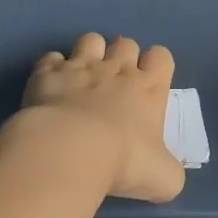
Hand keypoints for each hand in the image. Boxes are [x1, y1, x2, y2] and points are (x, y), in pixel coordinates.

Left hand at [21, 34, 184, 202]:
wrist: (70, 151)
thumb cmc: (125, 161)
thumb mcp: (164, 178)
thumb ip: (169, 170)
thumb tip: (165, 173)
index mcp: (149, 88)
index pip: (162, 56)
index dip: (157, 66)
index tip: (150, 87)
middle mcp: (117, 70)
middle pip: (126, 43)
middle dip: (123, 57)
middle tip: (116, 86)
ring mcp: (80, 67)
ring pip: (91, 40)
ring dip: (90, 54)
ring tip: (84, 79)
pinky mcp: (47, 74)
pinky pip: (51, 58)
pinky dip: (52, 69)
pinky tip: (51, 88)